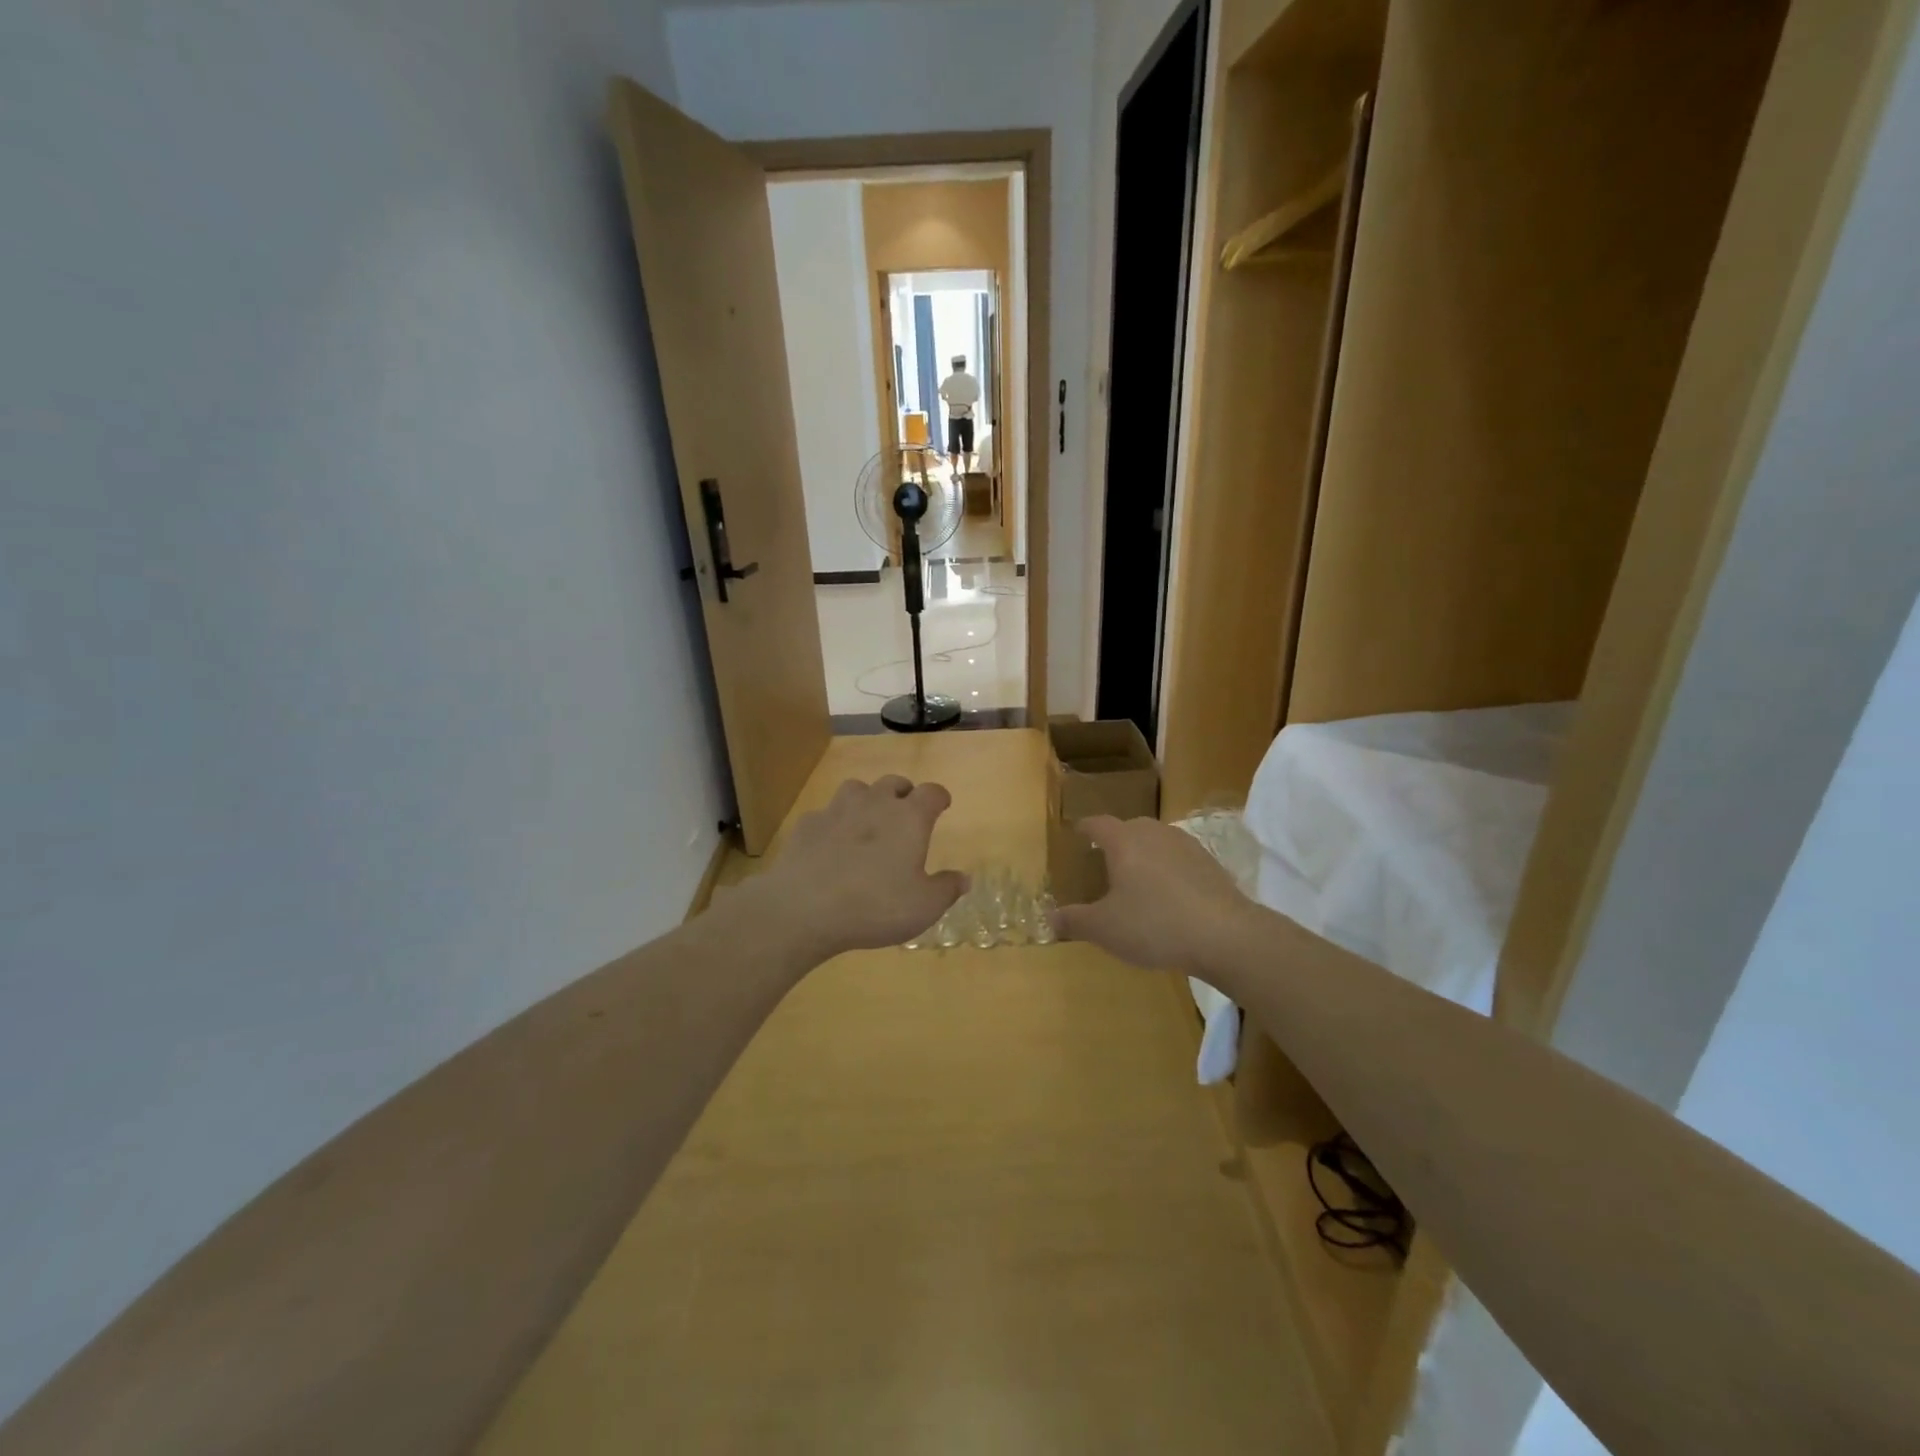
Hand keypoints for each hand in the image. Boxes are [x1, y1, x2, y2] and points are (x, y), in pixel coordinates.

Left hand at [750, 777, 967, 961]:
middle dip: (903, 793)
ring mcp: (836, 810)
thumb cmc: (876, 905)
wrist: (804, 907)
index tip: (942, 805)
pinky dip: (833, 824)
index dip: (939, 797)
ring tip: (868, 821)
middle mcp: (874, 803)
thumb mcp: (924, 906)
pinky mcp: (807, 825)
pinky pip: (825, 814)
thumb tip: (964, 878)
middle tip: (906, 811)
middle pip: (893, 783)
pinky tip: (831, 844)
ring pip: (856, 789)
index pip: (931, 793)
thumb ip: (946, 889)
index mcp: (909, 818)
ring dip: (867, 799)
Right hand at [1050, 816, 1251, 973]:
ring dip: (1144, 855)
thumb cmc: (1154, 924)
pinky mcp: (1210, 863)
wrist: (1225, 935)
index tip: (1077, 834)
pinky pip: (1179, 859)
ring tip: (1137, 879)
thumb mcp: (1105, 929)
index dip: (1084, 828)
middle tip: (1104, 862)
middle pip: (1128, 828)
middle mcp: (1154, 833)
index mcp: (1124, 841)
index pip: (1097, 823)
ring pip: (1156, 841)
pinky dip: (1168, 870)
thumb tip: (1049, 918)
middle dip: (1114, 842)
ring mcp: (1186, 845)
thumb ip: (1074, 921)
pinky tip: (1169, 895)